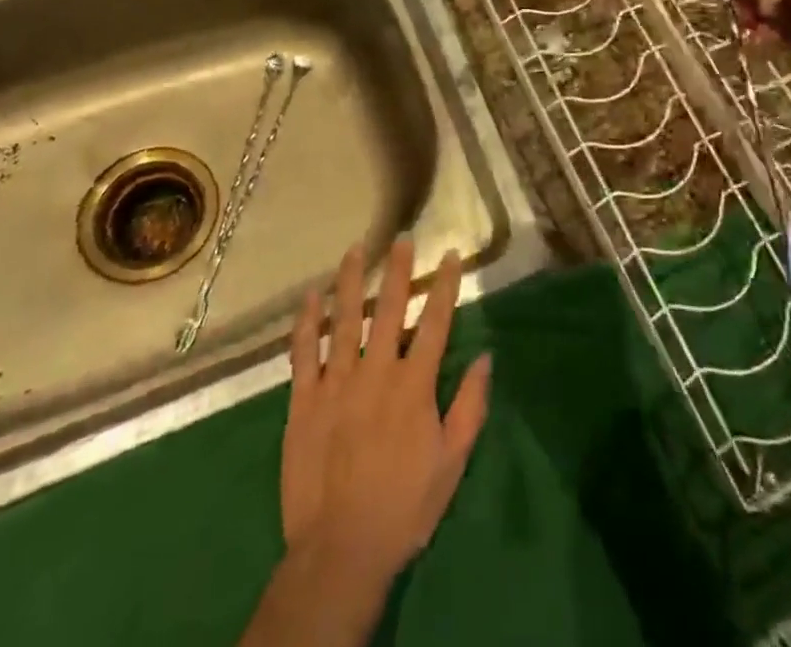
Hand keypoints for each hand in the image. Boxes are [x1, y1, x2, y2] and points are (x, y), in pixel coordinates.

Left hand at [280, 239, 488, 588]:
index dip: (443, 286)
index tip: (449, 255)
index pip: (434, 323)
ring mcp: (336, 383)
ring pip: (344, 320)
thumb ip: (470, 406)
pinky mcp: (303, 401)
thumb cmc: (404, 506)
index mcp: (413, 386)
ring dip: (351, 281)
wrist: (340, 551)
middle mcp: (376, 372)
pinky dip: (307, 322)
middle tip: (401, 238)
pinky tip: (311, 296)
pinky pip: (304, 352)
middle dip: (397, 270)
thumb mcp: (451, 462)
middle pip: (388, 309)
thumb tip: (486, 357)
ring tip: (355, 248)